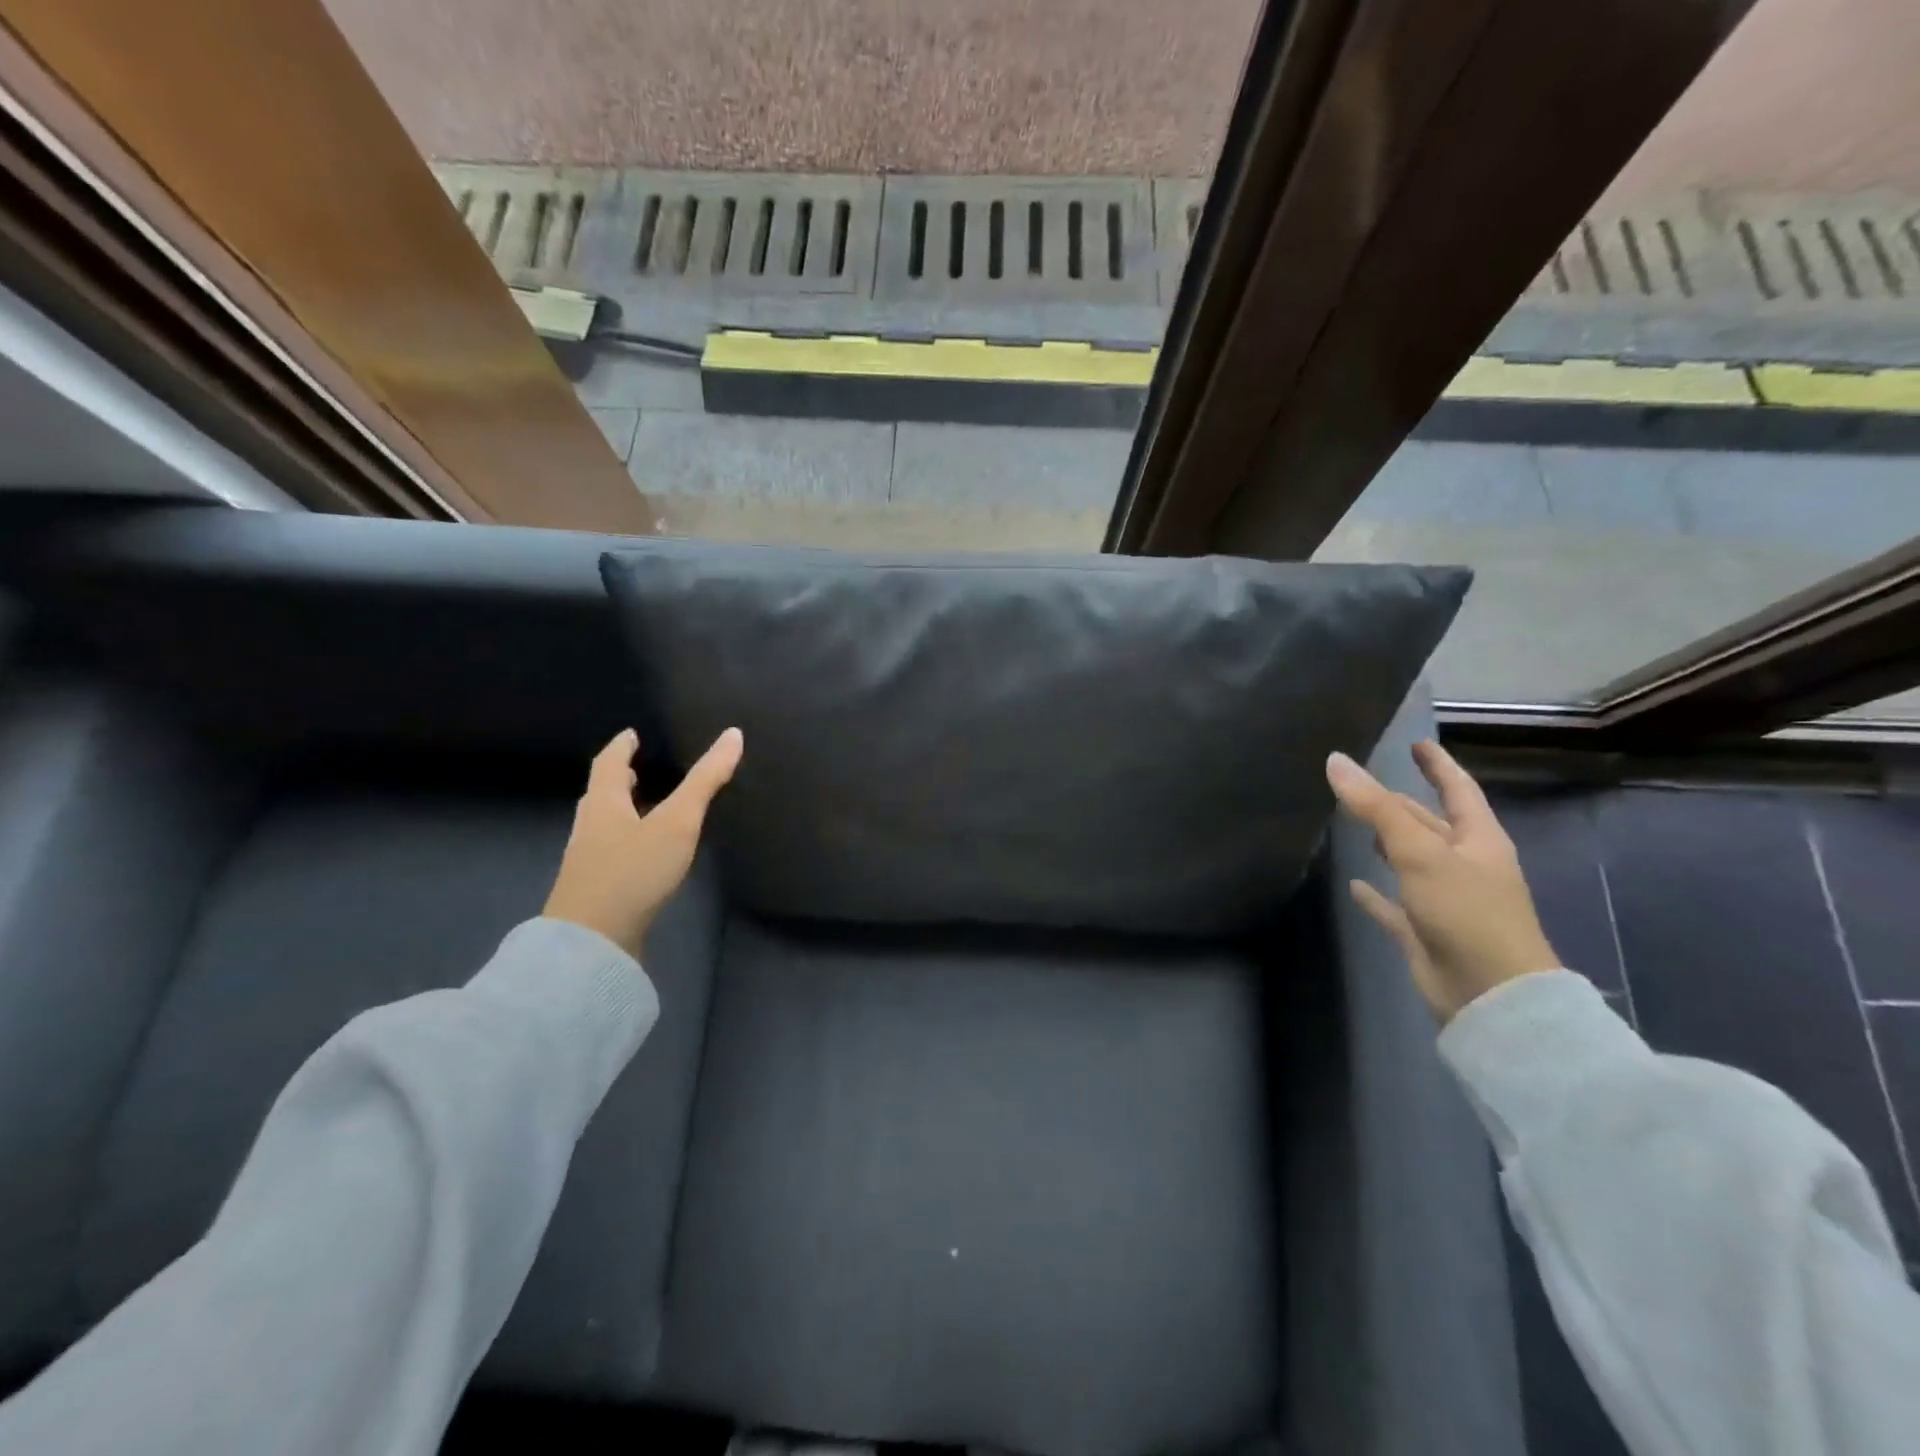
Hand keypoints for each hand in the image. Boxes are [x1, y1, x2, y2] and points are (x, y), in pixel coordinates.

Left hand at [543, 726, 743, 959]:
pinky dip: (624, 842)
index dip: (621, 747)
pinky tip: (642, 856)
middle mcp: (589, 828)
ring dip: (621, 812)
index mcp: (603, 805)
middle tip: (635, 769)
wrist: (591, 943)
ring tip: (642, 808)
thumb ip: (705, 780)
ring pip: (603, 825)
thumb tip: (733, 734)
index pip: (607, 764)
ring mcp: (587, 863)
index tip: (630, 735)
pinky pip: (609, 853)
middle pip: (601, 795)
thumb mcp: (677, 821)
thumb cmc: (633, 871)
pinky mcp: (594, 891)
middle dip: (617, 780)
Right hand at [1325, 739, 1558, 1023]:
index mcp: (1478, 841)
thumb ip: (1375, 808)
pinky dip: (1376, 894)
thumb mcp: (1420, 852)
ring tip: (1355, 826)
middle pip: (1429, 824)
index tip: (1417, 744)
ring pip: (1411, 862)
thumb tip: (1336, 761)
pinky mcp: (1425, 932)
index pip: (1458, 790)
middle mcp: (1464, 866)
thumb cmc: (1466, 912)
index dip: (1438, 766)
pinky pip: (1394, 905)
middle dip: (1400, 805)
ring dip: (1387, 844)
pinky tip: (1354, 885)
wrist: (1490, 995)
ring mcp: (1445, 900)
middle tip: (1362, 786)